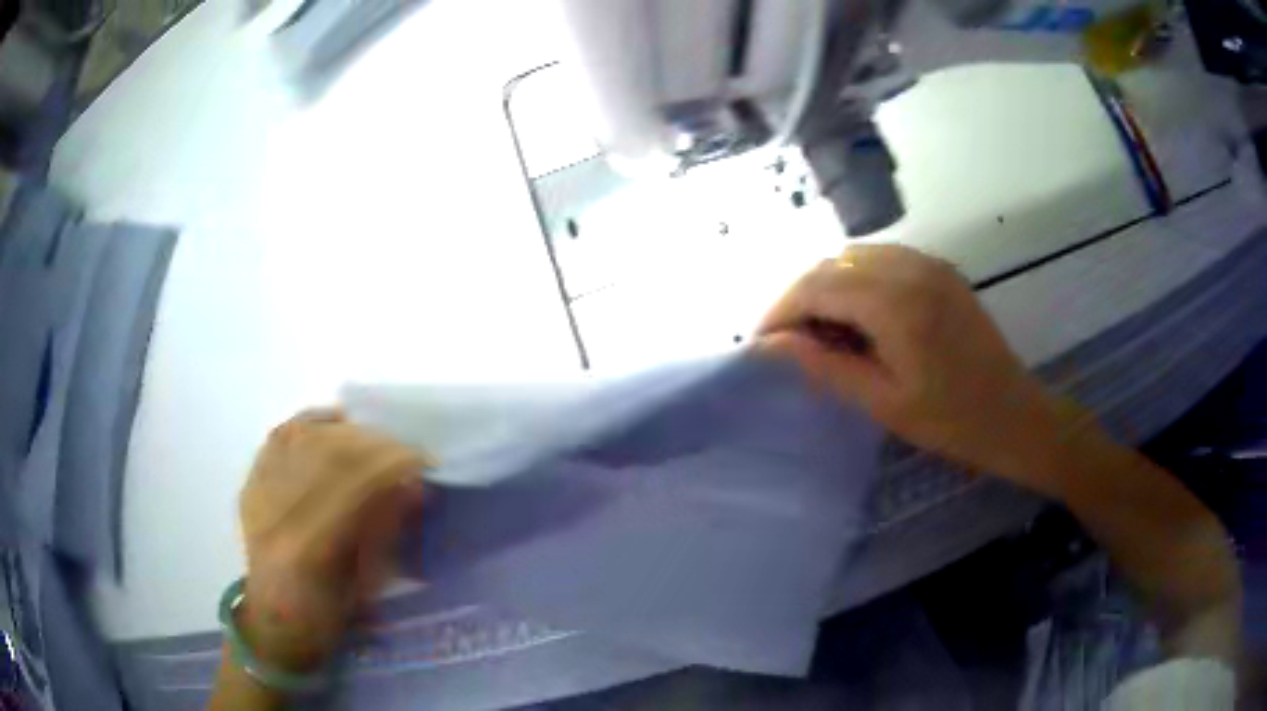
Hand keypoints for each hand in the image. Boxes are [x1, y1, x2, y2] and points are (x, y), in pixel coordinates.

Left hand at [237, 410, 429, 671]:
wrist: (276, 621)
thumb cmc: (327, 616)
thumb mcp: (366, 586)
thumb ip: (385, 531)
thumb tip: (413, 486)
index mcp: (308, 549)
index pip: (353, 484)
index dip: (391, 464)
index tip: (423, 460)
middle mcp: (275, 511)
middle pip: (326, 451)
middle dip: (374, 442)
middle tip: (403, 449)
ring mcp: (257, 493)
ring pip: (303, 437)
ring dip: (346, 431)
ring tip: (373, 439)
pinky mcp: (250, 484)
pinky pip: (279, 437)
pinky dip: (309, 422)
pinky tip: (334, 422)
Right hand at [758, 245, 1076, 495]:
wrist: (1013, 414)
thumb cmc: (950, 420)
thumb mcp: (882, 401)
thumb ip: (824, 365)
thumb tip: (770, 345)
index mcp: (895, 302)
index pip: (817, 287)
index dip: (780, 311)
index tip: (761, 343)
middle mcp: (909, 267)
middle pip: (832, 265)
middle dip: (800, 297)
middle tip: (788, 341)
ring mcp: (927, 263)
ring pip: (855, 256)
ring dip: (828, 285)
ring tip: (820, 329)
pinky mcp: (939, 269)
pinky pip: (882, 259)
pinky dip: (857, 279)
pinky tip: (858, 314)